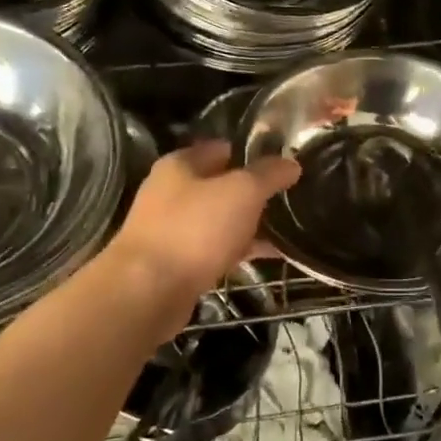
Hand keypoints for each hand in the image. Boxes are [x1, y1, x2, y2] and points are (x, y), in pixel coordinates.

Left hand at [106, 139, 299, 305]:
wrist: (148, 291)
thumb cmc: (194, 229)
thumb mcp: (241, 192)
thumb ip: (268, 174)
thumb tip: (291, 163)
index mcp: (180, 165)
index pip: (221, 148)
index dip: (252, 153)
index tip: (284, 164)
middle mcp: (171, 193)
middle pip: (220, 185)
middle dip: (253, 191)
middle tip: (290, 197)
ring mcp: (172, 230)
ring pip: (219, 220)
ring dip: (248, 223)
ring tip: (287, 226)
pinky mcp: (177, 264)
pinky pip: (216, 249)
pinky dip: (240, 250)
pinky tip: (269, 256)